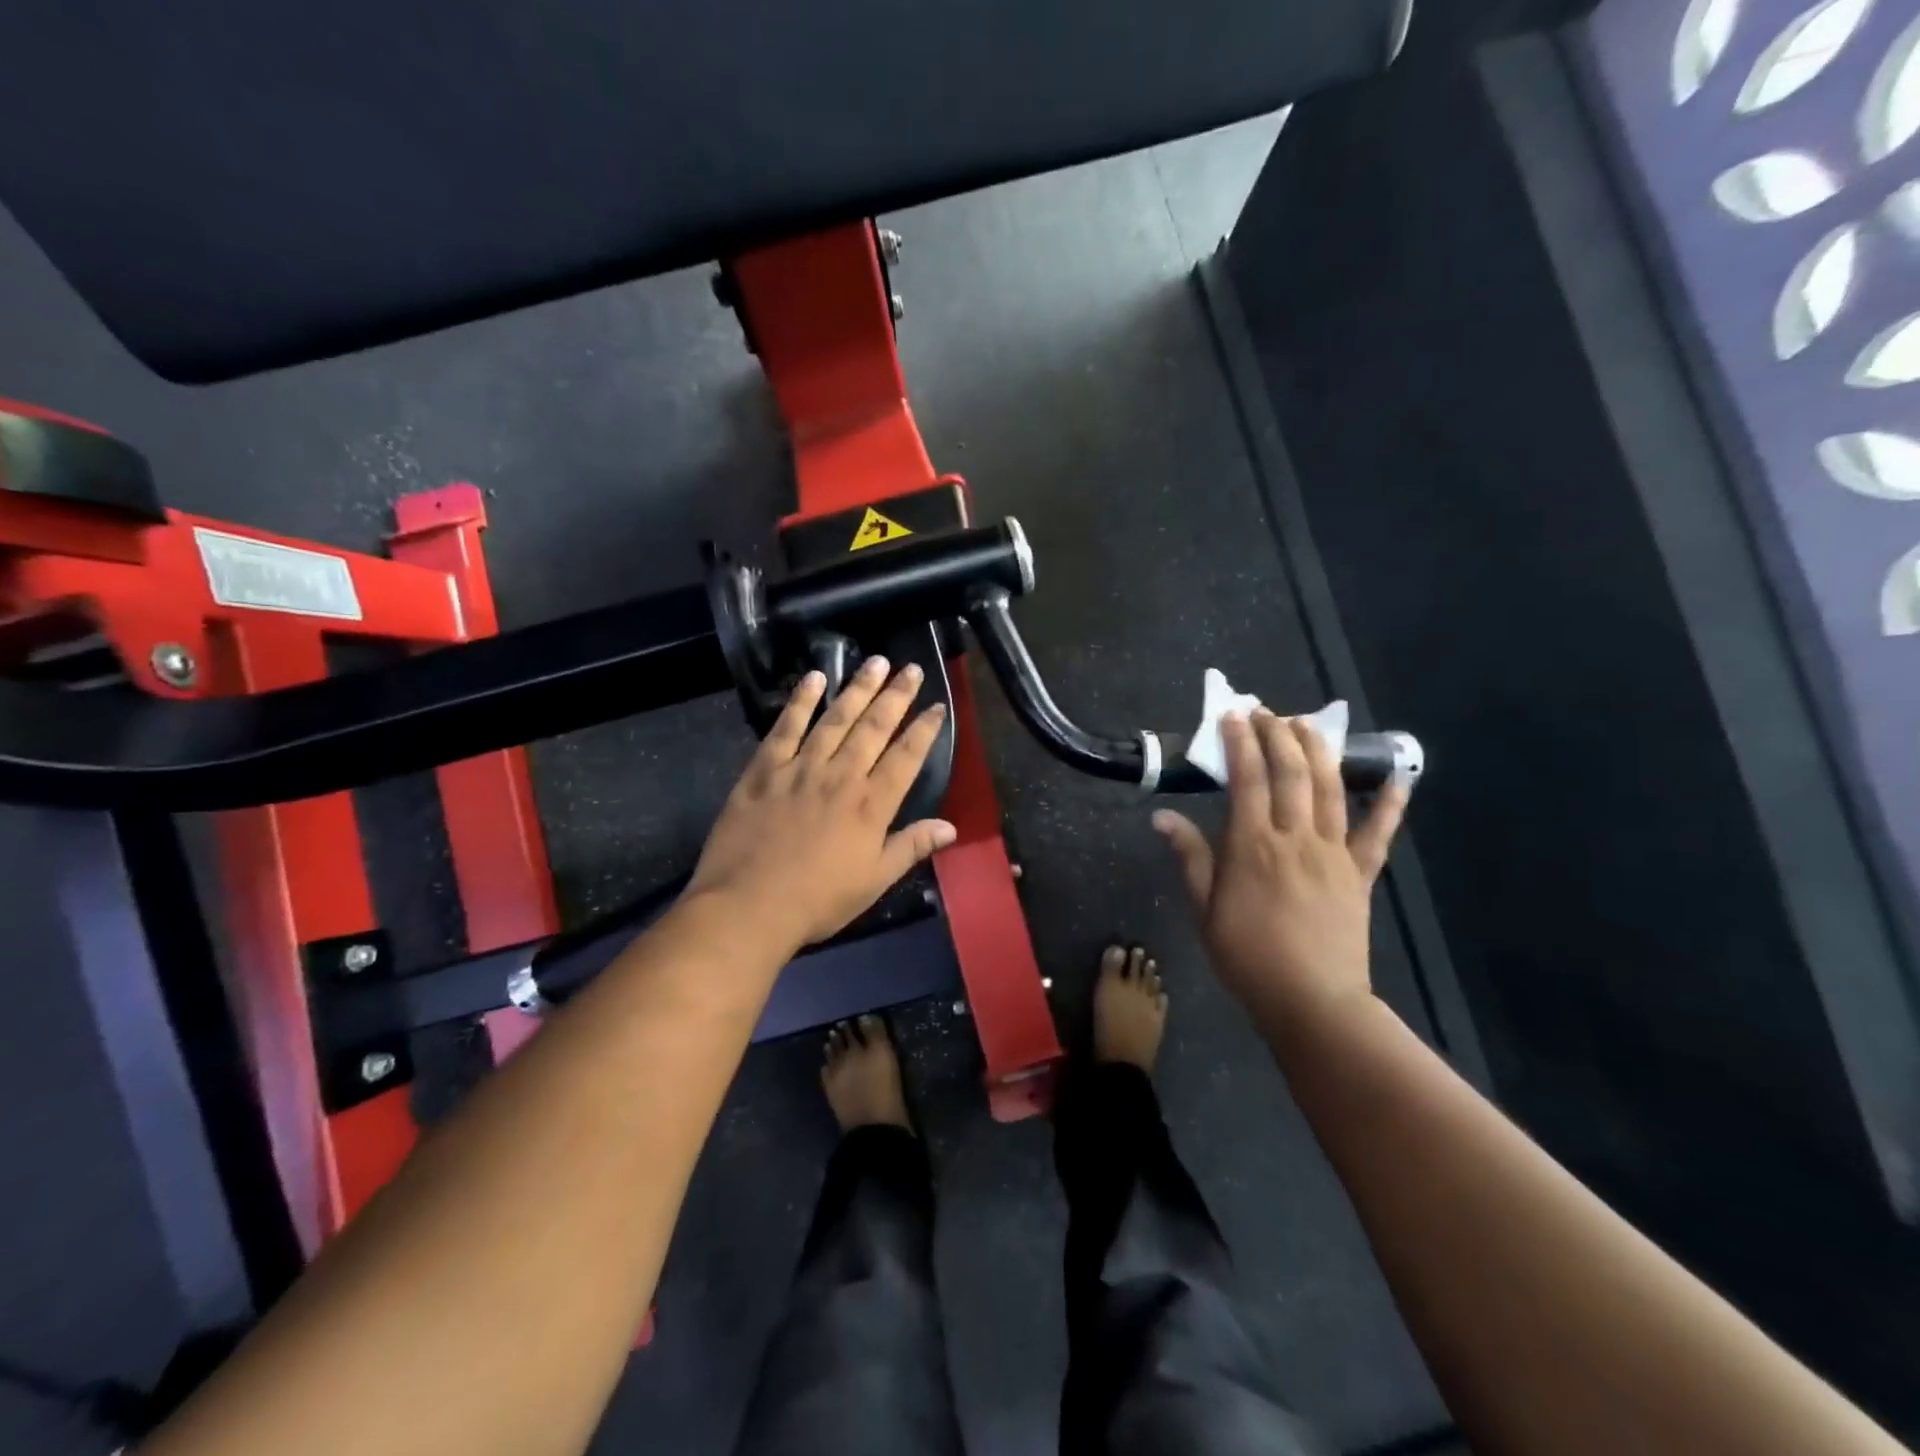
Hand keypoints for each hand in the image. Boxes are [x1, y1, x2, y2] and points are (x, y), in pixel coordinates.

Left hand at [686, 658, 954, 950]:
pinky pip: (786, 727)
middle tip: (912, 668)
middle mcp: (841, 776)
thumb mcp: (874, 881)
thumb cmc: (818, 900)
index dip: (925, 729)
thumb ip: (911, 847)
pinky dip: (801, 701)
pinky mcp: (764, 769)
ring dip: (858, 688)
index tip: (938, 706)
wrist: (748, 905)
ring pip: (835, 719)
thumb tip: (950, 827)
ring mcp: (801, 768)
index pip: (906, 757)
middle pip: (874, 727)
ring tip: (875, 662)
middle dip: (896, 696)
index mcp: (871, 805)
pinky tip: (814, 679)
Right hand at [1153, 709, 1407, 1033]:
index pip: (1248, 780)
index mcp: (1252, 847)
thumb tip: (1162, 817)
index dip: (1241, 743)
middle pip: (1291, 774)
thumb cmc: (1247, 957)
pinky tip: (1399, 778)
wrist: (1311, 1001)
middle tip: (1268, 712)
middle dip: (1279, 735)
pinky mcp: (1361, 874)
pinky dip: (1390, 805)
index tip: (1234, 716)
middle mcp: (1296, 839)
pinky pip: (1379, 834)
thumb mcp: (1204, 910)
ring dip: (1320, 752)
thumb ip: (1190, 858)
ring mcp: (1334, 854)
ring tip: (1309, 724)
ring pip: (1331, 790)